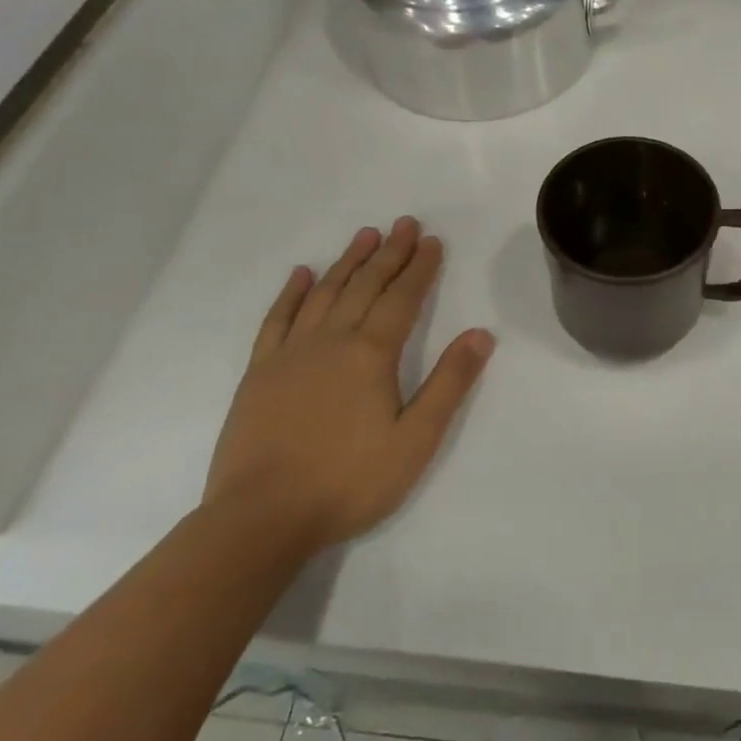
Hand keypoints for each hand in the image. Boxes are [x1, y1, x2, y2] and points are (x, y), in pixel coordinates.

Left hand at [205, 217, 494, 549]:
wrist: (262, 517)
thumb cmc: (349, 481)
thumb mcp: (416, 440)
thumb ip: (449, 383)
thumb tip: (480, 334)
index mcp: (371, 354)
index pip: (402, 298)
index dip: (420, 268)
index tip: (432, 241)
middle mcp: (331, 341)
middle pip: (365, 286)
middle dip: (389, 253)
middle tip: (405, 223)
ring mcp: (291, 354)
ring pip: (324, 293)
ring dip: (347, 262)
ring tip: (365, 236)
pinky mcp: (260, 372)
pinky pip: (278, 319)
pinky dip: (292, 293)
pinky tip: (302, 275)